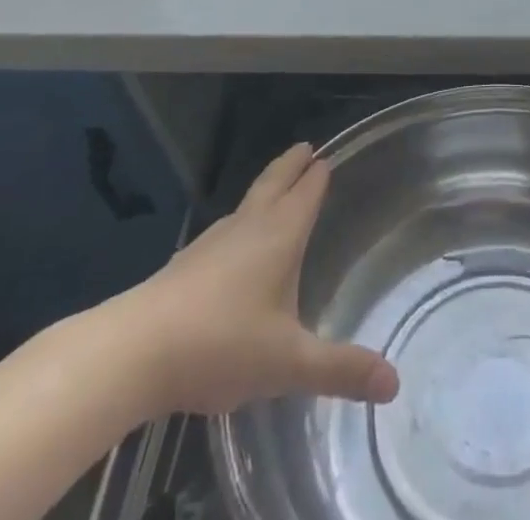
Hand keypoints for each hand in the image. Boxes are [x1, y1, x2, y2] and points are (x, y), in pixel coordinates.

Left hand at [93, 144, 399, 417]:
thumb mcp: (288, 363)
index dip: (318, 174)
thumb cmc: (222, 344)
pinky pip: (225, 230)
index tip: (327, 155)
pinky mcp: (186, 263)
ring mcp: (213, 242)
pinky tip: (234, 246)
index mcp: (280, 234)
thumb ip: (340, 370)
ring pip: (247, 203)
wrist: (134, 351)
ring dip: (266, 189)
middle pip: (274, 182)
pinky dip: (241, 222)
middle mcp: (249, 226)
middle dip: (292, 164)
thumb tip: (395, 382)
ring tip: (277, 191)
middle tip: (306, 147)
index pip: (306, 191)